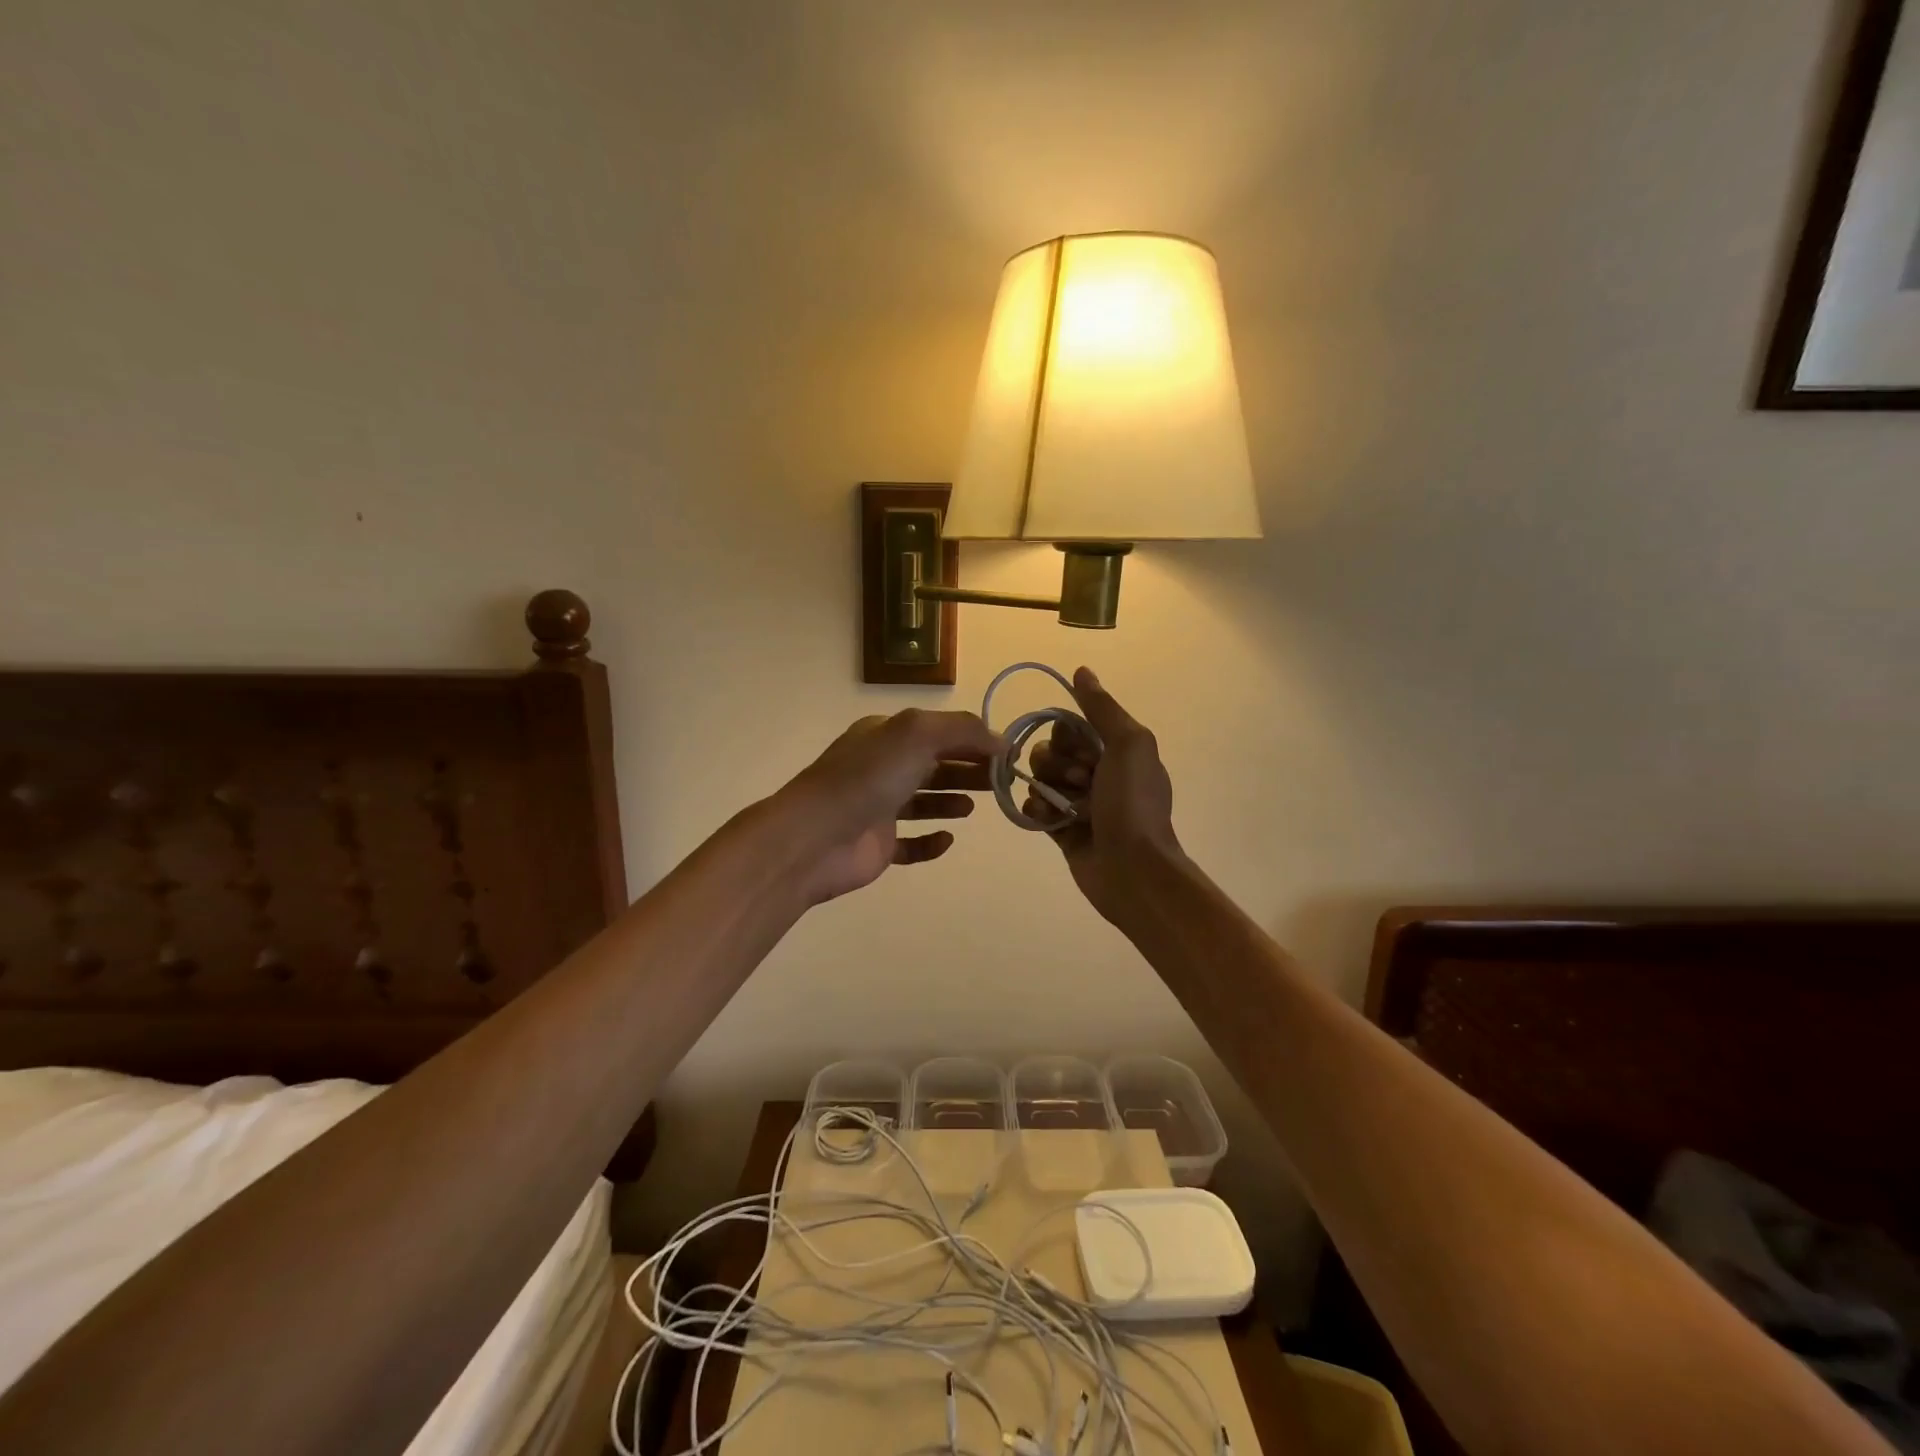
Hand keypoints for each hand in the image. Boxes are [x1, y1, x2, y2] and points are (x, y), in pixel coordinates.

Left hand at [773, 709, 1000, 905]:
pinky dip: (930, 841)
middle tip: (1002, 782)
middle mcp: (881, 767)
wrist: (815, 838)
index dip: (973, 740)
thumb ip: (962, 731)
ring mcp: (877, 808)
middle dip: (968, 770)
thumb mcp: (917, 734)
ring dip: (950, 800)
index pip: (938, 732)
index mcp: (886, 736)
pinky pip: (910, 844)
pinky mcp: (877, 846)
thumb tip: (1001, 740)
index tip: (1007, 754)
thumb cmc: (867, 778)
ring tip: (975, 807)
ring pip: (922, 801)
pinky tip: (948, 840)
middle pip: (934, 765)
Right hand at [1025, 668, 1181, 923]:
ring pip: (1038, 779)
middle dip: (1058, 766)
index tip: (1085, 754)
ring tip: (1071, 810)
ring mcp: (1076, 802)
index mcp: (1115, 750)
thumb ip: (1102, 708)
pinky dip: (1038, 812)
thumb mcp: (1129, 745)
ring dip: (1050, 791)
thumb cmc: (1133, 804)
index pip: (1069, 726)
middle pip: (1050, 750)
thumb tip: (1081, 671)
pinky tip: (1053, 822)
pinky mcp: (1060, 829)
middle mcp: (1095, 772)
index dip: (1068, 737)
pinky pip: (1032, 807)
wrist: (1132, 870)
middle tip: (1083, 784)